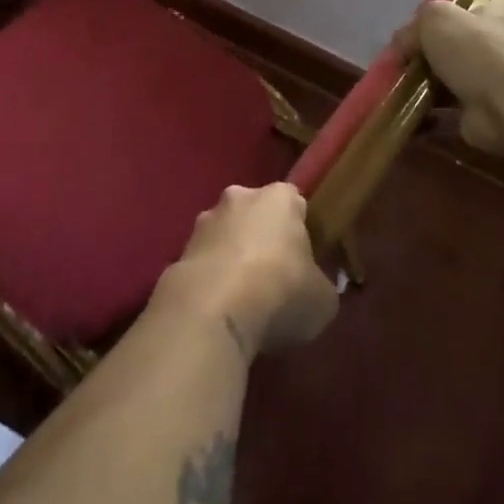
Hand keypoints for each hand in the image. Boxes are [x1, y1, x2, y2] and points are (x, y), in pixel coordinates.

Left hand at [157, 184, 338, 359]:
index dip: (300, 228)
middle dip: (262, 238)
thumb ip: (322, 287)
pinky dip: (211, 277)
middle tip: (273, 276)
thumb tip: (317, 289)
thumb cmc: (280, 291)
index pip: (294, 202)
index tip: (303, 257)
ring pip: (226, 234)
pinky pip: (205, 261)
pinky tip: (219, 307)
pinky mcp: (180, 249)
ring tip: (242, 298)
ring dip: (232, 256)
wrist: (213, 307)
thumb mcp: (323, 299)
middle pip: (256, 213)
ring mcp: (205, 220)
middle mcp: (240, 196)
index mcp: (279, 198)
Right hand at [395, 0, 503, 154]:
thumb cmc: (475, 50)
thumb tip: (401, 48)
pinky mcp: (479, 113)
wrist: (503, 106)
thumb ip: (414, 28)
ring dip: (426, 84)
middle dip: (437, 48)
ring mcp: (490, 82)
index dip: (483, 0)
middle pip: (467, 42)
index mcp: (497, 15)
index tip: (459, 8)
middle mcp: (498, 47)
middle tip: (406, 53)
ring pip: (452, 79)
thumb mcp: (435, 18)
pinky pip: (445, 113)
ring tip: (396, 84)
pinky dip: (424, 116)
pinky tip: (401, 112)